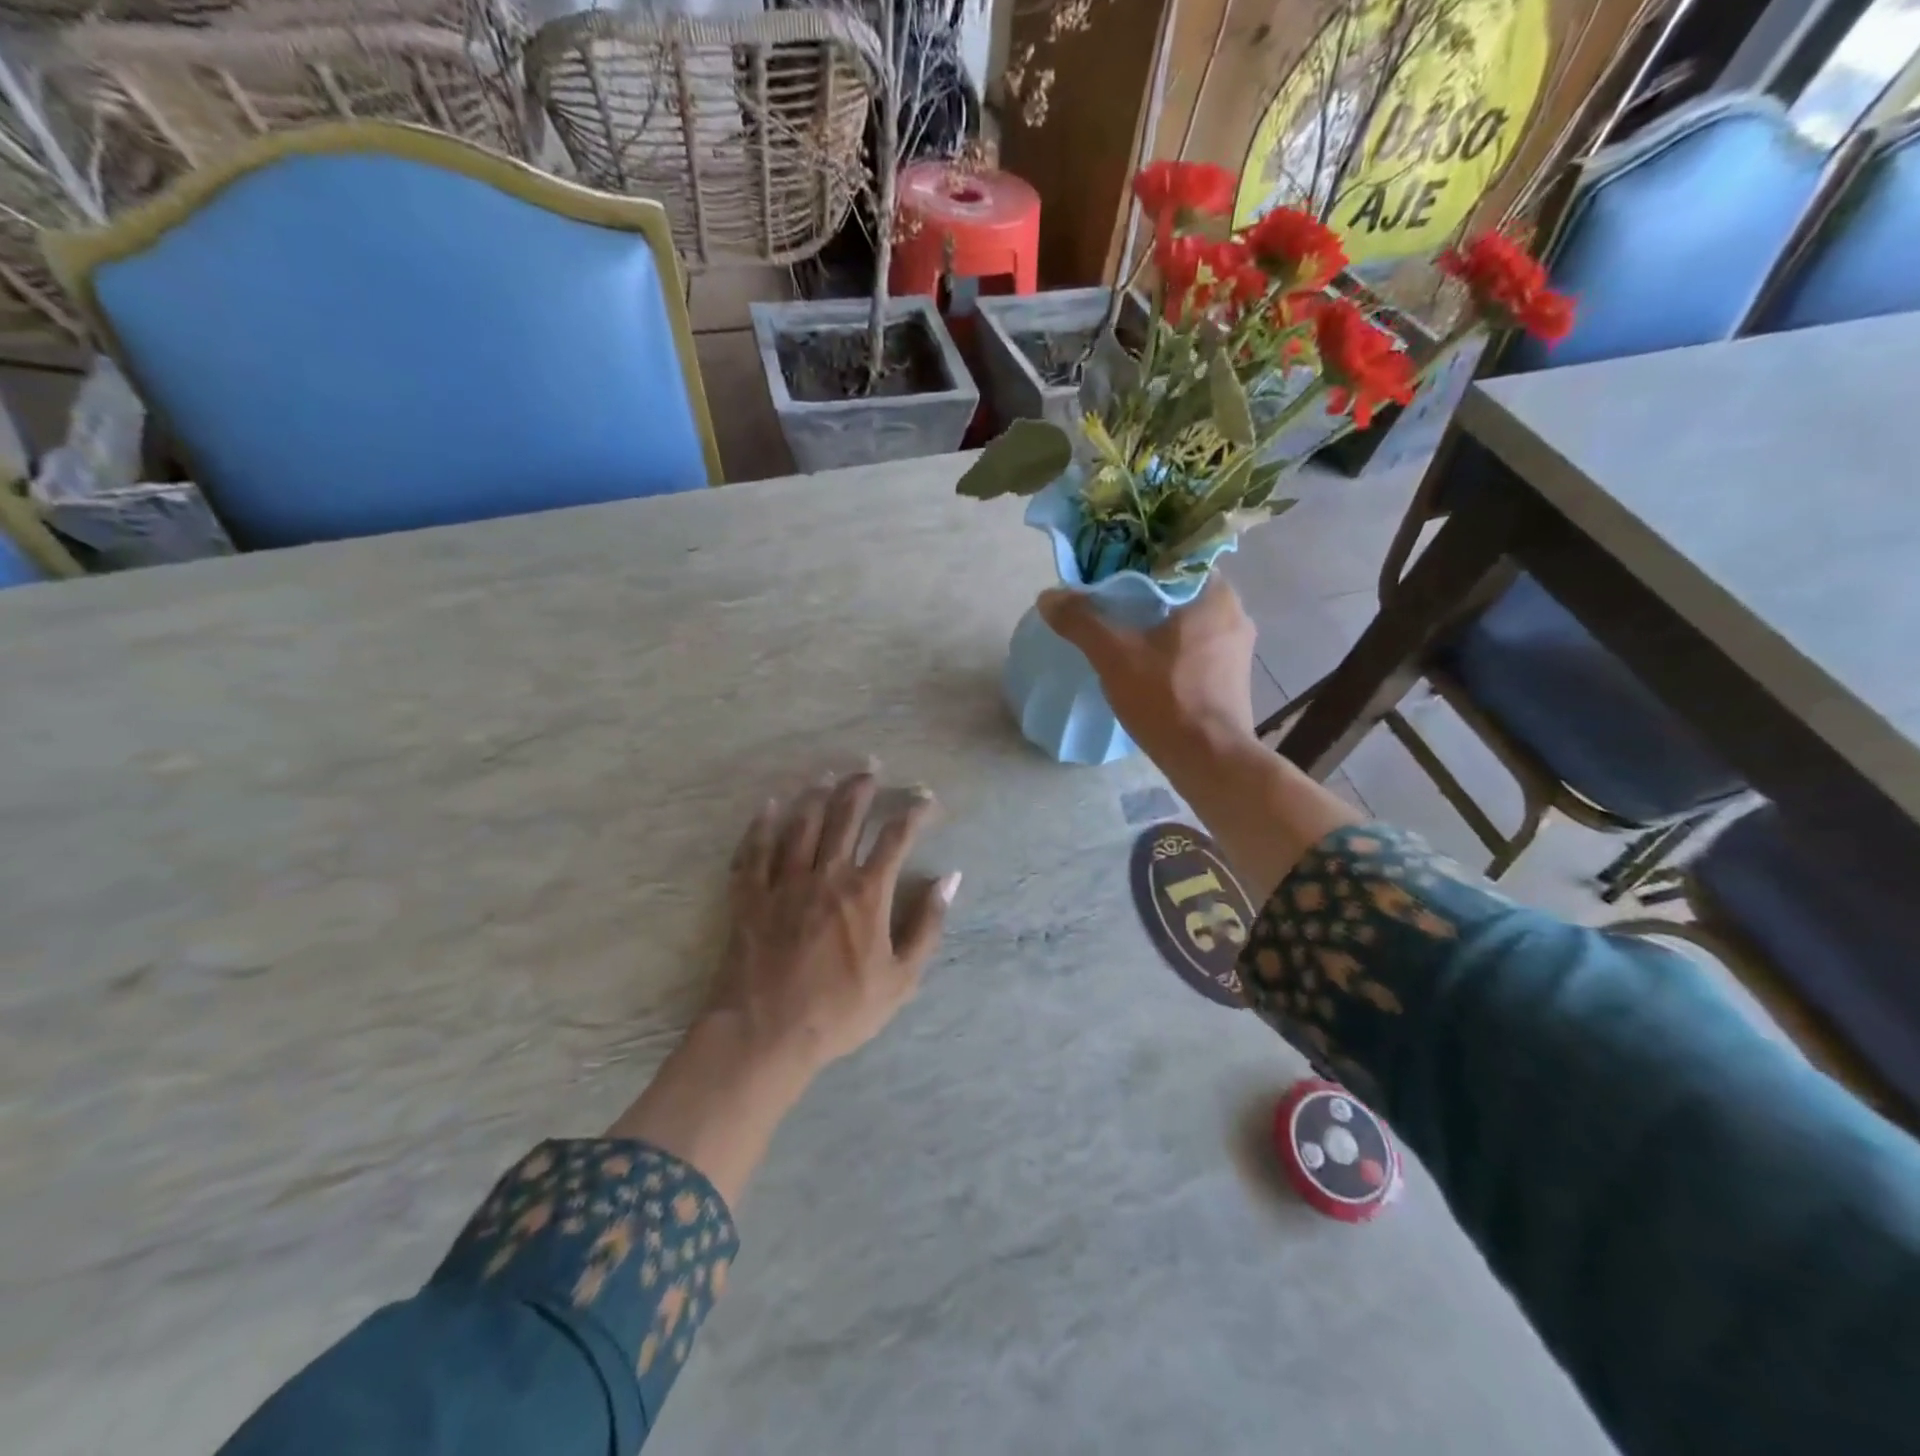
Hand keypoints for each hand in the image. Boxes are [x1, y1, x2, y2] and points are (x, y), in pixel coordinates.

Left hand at [708, 769, 960, 1071]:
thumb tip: (950, 879)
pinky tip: (768, 806)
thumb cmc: (840, 1011)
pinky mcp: (749, 896)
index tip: (926, 797)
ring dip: (817, 795)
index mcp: (866, 892)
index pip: (896, 837)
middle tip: (871, 766)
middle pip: (846, 816)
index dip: (915, 811)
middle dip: (862, 787)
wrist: (766, 1034)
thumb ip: (927, 925)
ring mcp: (783, 881)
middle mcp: (826, 874)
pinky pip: (754, 850)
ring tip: (827, 776)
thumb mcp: (901, 979)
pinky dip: (761, 825)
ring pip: (802, 823)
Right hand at [1039, 575, 1260, 767]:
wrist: (1209, 759)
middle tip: (1108, 602)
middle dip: (1145, 595)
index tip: (1109, 572)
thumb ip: (1081, 621)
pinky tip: (1146, 662)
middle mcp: (1235, 613)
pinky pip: (1196, 647)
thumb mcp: (1114, 656)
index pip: (1175, 558)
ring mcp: (1237, 648)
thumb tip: (1048, 596)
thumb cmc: (1167, 697)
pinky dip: (1171, 647)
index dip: (1139, 562)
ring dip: (1158, 623)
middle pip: (1180, 590)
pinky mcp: (1232, 677)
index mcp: (1215, 594)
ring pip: (1189, 621)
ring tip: (1122, 631)